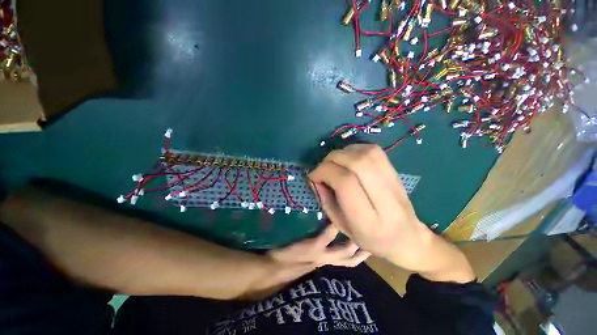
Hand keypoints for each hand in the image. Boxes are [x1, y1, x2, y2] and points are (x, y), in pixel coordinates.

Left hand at [244, 226, 369, 298]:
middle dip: (363, 250)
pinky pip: (327, 236)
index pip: (347, 261)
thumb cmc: (288, 262)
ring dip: (353, 240)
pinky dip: (334, 228)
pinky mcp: (313, 246)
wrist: (272, 269)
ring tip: (361, 225)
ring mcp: (321, 254)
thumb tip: (325, 237)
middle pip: (350, 258)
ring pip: (343, 250)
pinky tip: (337, 217)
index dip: (359, 254)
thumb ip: (317, 250)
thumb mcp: (306, 259)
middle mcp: (327, 260)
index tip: (367, 243)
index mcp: (325, 262)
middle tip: (373, 236)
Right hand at [309, 144, 474, 282]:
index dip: (325, 172)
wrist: (407, 238)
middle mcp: (385, 200)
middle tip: (323, 167)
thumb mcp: (341, 225)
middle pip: (357, 164)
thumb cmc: (370, 238)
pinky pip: (374, 151)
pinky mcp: (396, 172)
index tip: (313, 175)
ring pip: (367, 154)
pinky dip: (355, 149)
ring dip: (344, 153)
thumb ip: (326, 200)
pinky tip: (348, 158)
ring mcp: (394, 183)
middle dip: (332, 159)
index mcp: (369, 221)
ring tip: (334, 162)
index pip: (345, 183)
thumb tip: (315, 178)